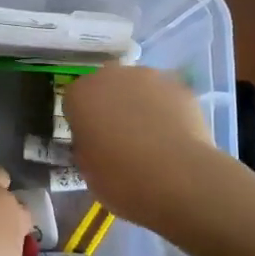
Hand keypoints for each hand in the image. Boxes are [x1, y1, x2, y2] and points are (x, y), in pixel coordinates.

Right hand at [63, 66, 216, 229]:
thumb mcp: (87, 169)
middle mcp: (111, 76)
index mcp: (81, 94)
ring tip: (152, 138)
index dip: (83, 122)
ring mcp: (149, 78)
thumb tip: (96, 141)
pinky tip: (174, 138)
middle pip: (107, 87)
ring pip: (138, 88)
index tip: (91, 142)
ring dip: (140, 105)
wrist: (178, 179)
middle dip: (111, 105)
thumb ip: (87, 145)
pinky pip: (166, 98)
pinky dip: (167, 112)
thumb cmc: (121, 178)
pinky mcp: (180, 87)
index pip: (74, 101)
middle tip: (120, 138)